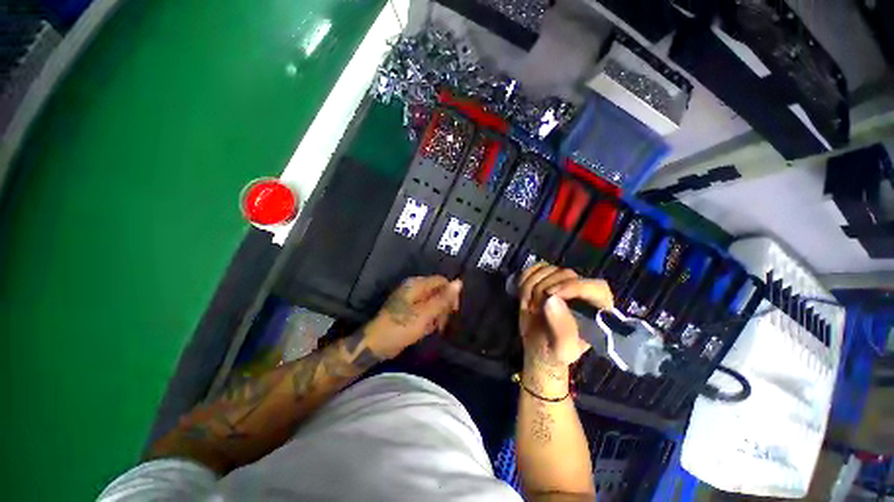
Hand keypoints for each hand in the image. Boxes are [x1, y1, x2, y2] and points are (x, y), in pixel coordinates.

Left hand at [364, 276, 461, 358]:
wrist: (377, 344)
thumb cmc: (402, 327)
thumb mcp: (426, 313)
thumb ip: (443, 298)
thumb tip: (459, 282)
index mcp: (416, 284)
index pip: (441, 281)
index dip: (450, 294)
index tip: (453, 311)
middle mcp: (414, 288)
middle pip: (438, 292)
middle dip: (442, 307)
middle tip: (441, 323)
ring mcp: (411, 300)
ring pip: (433, 303)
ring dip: (436, 316)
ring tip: (432, 328)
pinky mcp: (409, 311)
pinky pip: (425, 311)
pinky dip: (428, 320)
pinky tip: (425, 330)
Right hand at [518, 263, 612, 380]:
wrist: (536, 346)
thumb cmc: (553, 351)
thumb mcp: (561, 350)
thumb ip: (562, 329)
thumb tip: (551, 300)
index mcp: (596, 310)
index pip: (596, 287)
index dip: (574, 287)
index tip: (550, 295)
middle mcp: (582, 292)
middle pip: (566, 275)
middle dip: (544, 290)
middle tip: (534, 309)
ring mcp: (562, 282)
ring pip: (548, 269)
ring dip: (531, 286)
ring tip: (529, 306)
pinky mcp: (545, 278)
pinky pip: (535, 268)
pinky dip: (525, 278)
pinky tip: (524, 294)